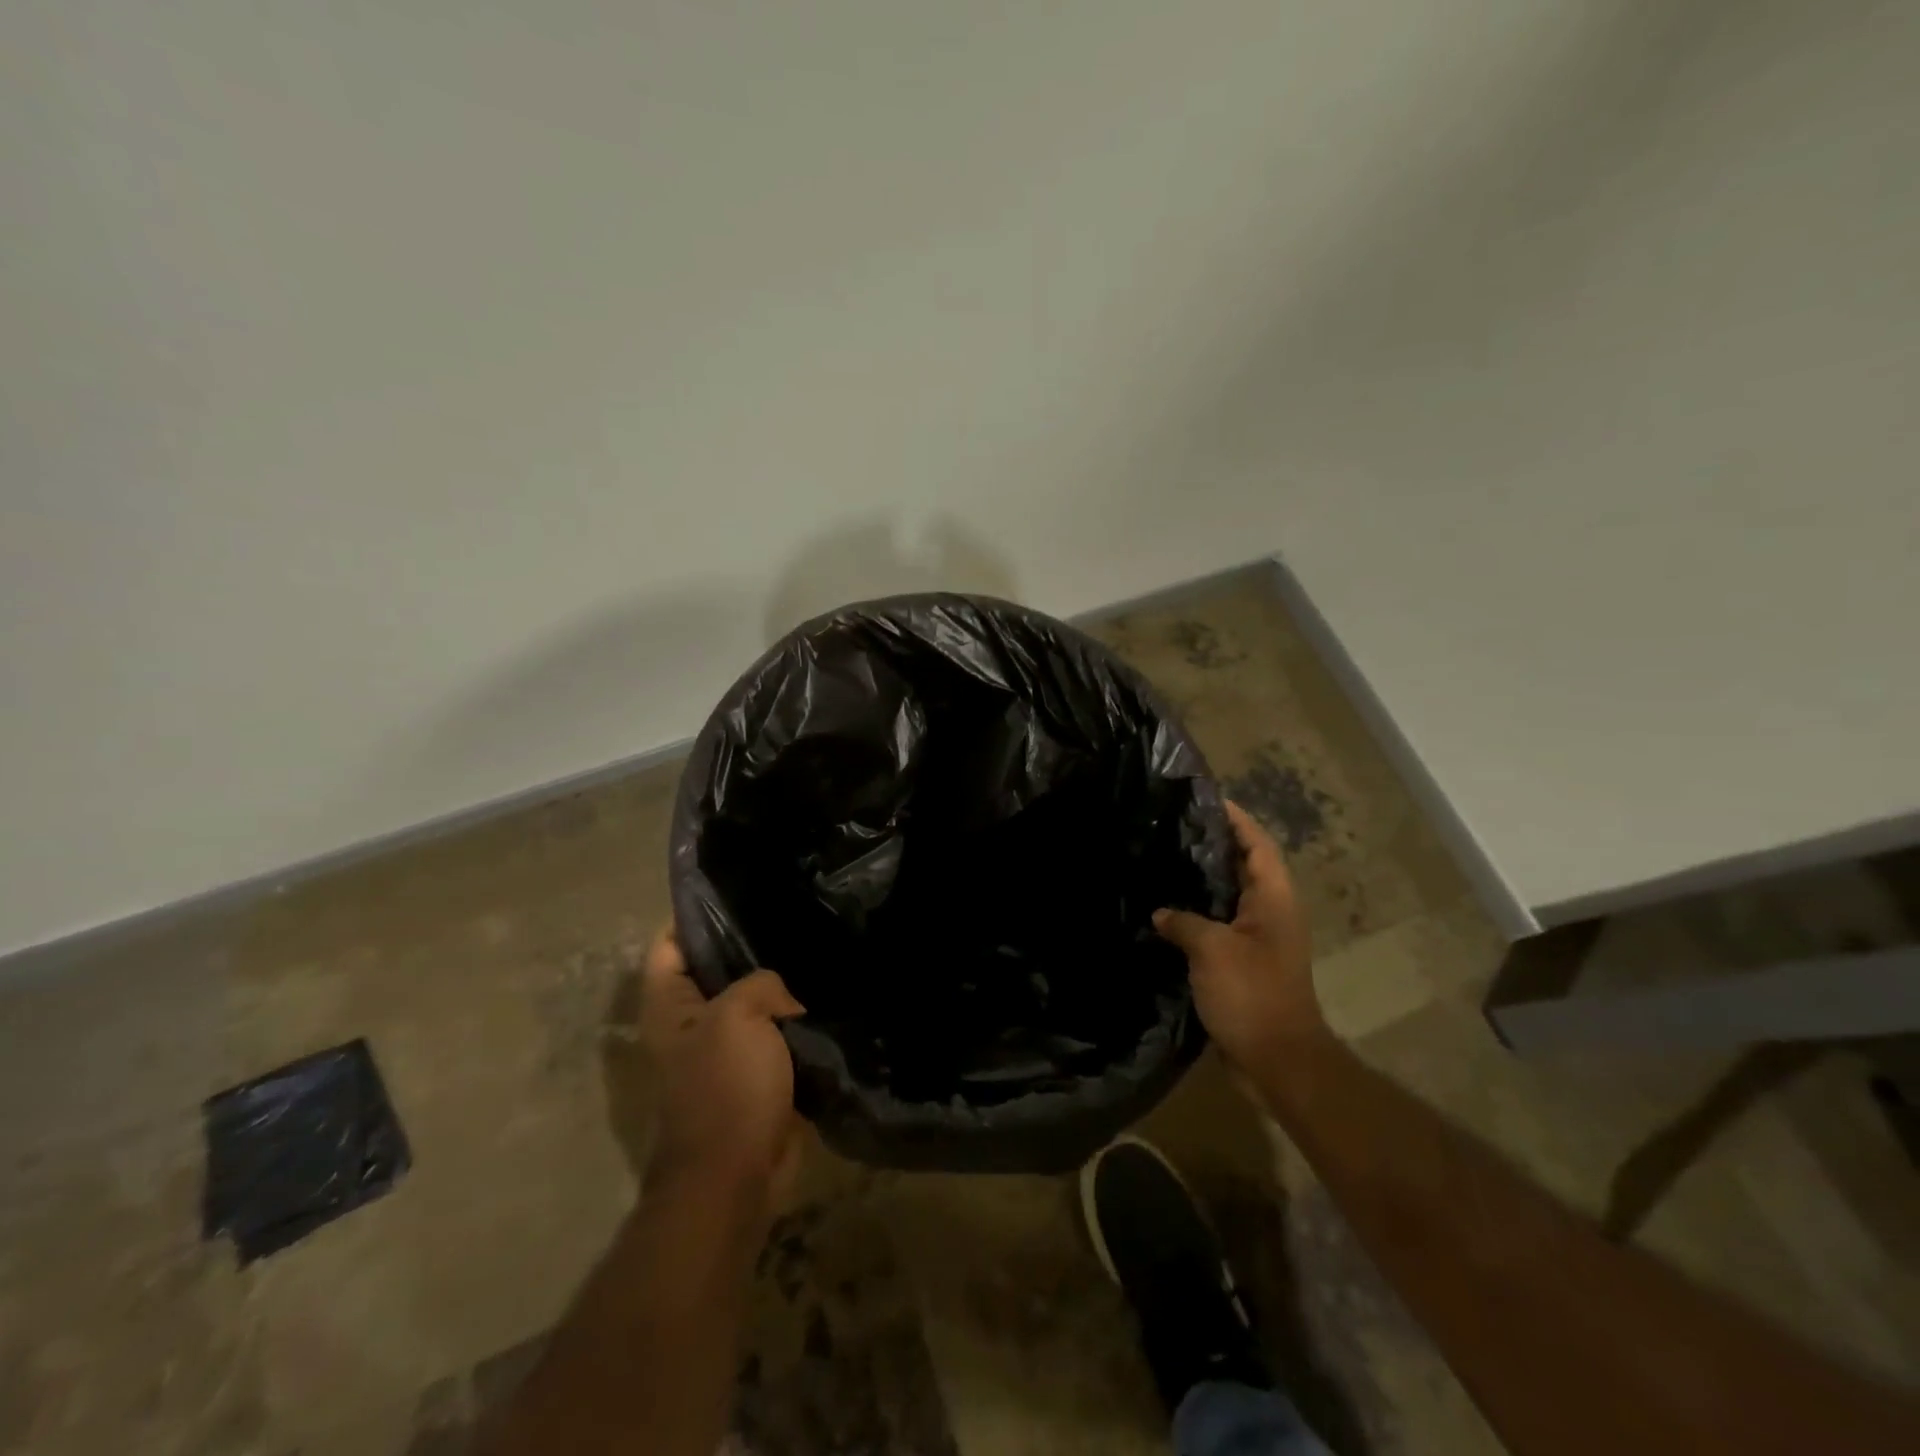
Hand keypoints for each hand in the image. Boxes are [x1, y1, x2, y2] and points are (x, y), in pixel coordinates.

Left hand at [638, 922, 807, 1211]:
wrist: (736, 1174)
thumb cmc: (725, 1087)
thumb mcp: (739, 1015)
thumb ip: (760, 982)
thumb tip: (784, 999)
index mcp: (669, 1005)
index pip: (670, 942)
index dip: (696, 913)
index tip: (739, 888)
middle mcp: (690, 1022)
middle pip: (713, 967)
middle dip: (747, 944)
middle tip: (790, 913)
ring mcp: (722, 1048)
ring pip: (749, 999)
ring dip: (776, 982)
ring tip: (812, 946)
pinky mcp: (754, 1072)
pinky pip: (774, 1031)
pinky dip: (792, 1017)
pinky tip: (822, 993)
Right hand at [1155, 800, 1327, 1071]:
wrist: (1276, 1061)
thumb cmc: (1252, 995)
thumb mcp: (1213, 950)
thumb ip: (1184, 921)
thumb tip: (1161, 912)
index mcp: (1274, 899)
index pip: (1257, 844)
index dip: (1235, 819)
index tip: (1204, 798)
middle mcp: (1269, 912)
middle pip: (1242, 865)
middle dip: (1212, 844)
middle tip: (1170, 825)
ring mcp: (1256, 939)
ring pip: (1227, 896)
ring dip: (1201, 879)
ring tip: (1162, 859)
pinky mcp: (1241, 962)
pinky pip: (1216, 924)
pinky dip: (1194, 913)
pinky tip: (1163, 911)